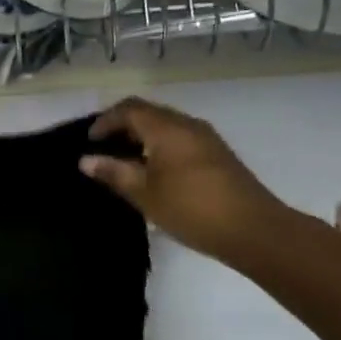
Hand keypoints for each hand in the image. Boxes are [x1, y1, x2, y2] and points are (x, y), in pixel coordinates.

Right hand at [80, 97, 286, 261]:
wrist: (254, 230)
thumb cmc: (192, 209)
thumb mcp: (145, 194)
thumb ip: (114, 173)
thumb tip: (86, 160)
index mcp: (166, 128)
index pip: (129, 109)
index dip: (105, 121)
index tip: (90, 141)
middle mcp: (187, 125)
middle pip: (148, 112)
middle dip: (123, 126)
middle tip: (104, 149)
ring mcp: (206, 138)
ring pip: (166, 125)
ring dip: (143, 136)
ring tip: (126, 162)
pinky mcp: (218, 154)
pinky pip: (180, 137)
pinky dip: (160, 145)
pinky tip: (155, 171)